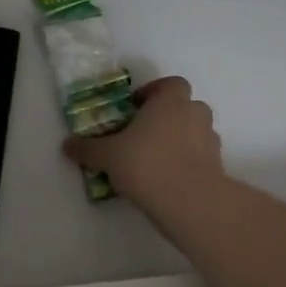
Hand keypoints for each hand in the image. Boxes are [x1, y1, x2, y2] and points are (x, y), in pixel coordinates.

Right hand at [63, 76, 221, 213]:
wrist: (190, 203)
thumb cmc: (147, 164)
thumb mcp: (108, 156)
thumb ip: (88, 148)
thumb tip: (67, 145)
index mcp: (170, 101)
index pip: (171, 84)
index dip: (156, 92)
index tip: (137, 107)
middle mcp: (194, 114)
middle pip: (186, 106)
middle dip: (169, 116)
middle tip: (146, 133)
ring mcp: (210, 141)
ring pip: (196, 131)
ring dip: (182, 139)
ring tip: (157, 159)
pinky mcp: (218, 167)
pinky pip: (202, 157)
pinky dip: (190, 162)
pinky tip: (170, 179)